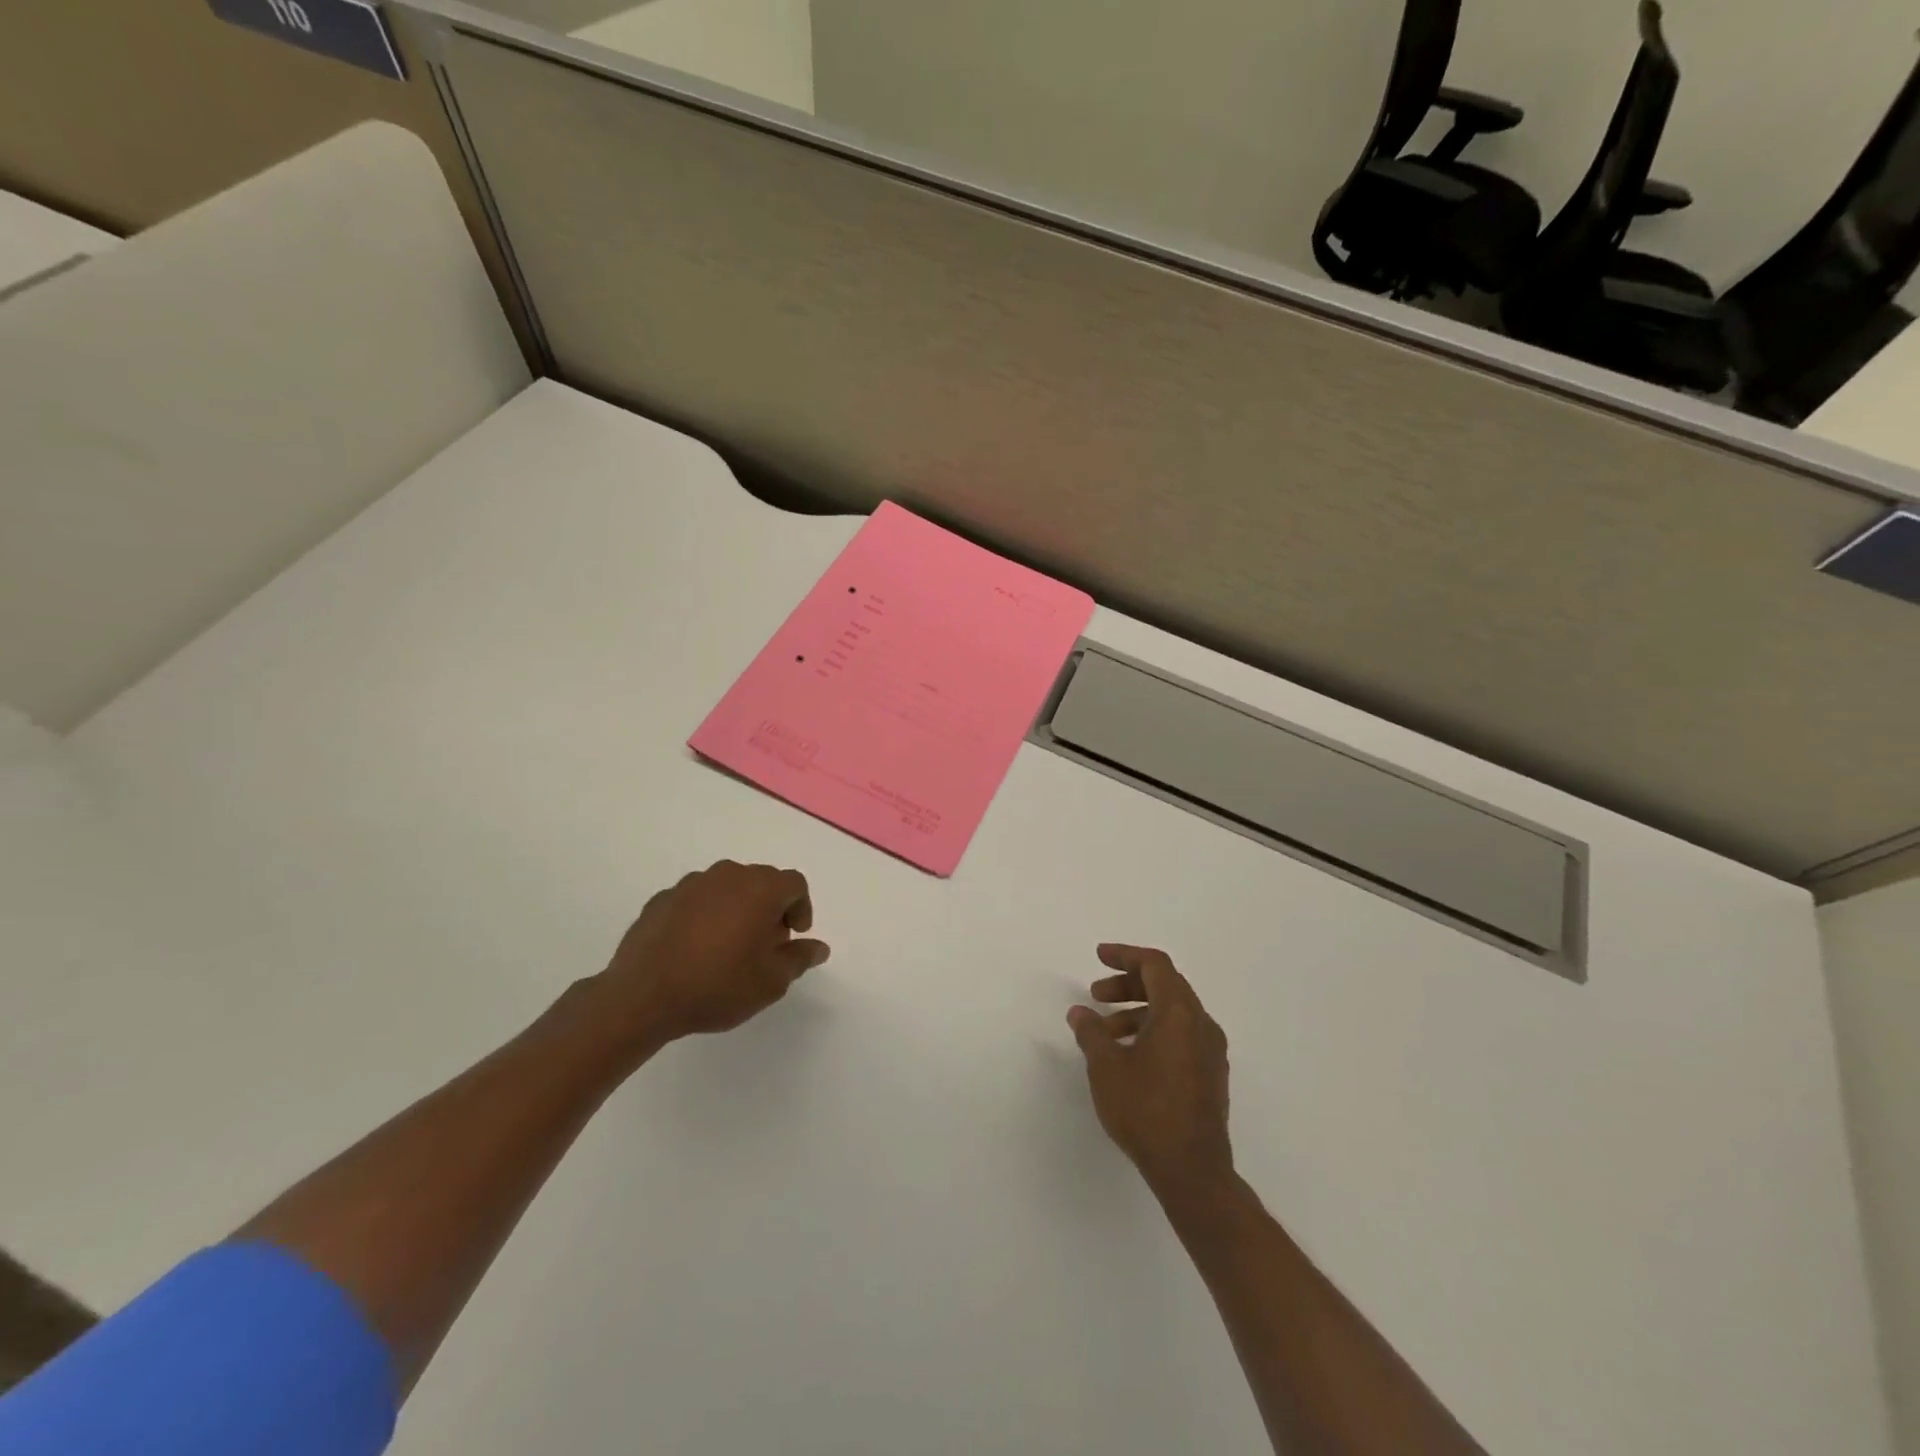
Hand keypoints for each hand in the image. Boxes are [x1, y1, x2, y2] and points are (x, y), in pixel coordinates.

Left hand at [596, 860, 829, 1046]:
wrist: (643, 996)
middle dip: (770, 908)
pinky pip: (696, 901)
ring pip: (727, 888)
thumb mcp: (772, 981)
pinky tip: (695, 949)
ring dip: (736, 909)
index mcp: (761, 888)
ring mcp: (691, 884)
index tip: (793, 937)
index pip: (795, 884)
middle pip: (761, 882)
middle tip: (765, 945)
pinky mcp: (662, 899)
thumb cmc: (719, 986)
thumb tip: (819, 947)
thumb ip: (800, 958)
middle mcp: (728, 875)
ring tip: (729, 947)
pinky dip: (704, 916)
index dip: (801, 909)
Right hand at [1067, 944, 1232, 1195]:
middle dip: (1127, 985)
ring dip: (1137, 1011)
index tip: (1099, 956)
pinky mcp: (1211, 1075)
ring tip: (1105, 1034)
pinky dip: (1154, 1031)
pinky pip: (1181, 1035)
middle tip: (1096, 995)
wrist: (1192, 1172)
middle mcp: (1201, 1024)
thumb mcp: (1106, 1068)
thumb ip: (1091, 1033)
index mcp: (1179, 1013)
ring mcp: (1211, 1051)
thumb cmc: (1146, 1111)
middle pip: (1165, 985)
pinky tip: (1129, 1056)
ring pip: (1173, 1013)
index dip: (1125, 955)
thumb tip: (1080, 1013)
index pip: (1155, 964)